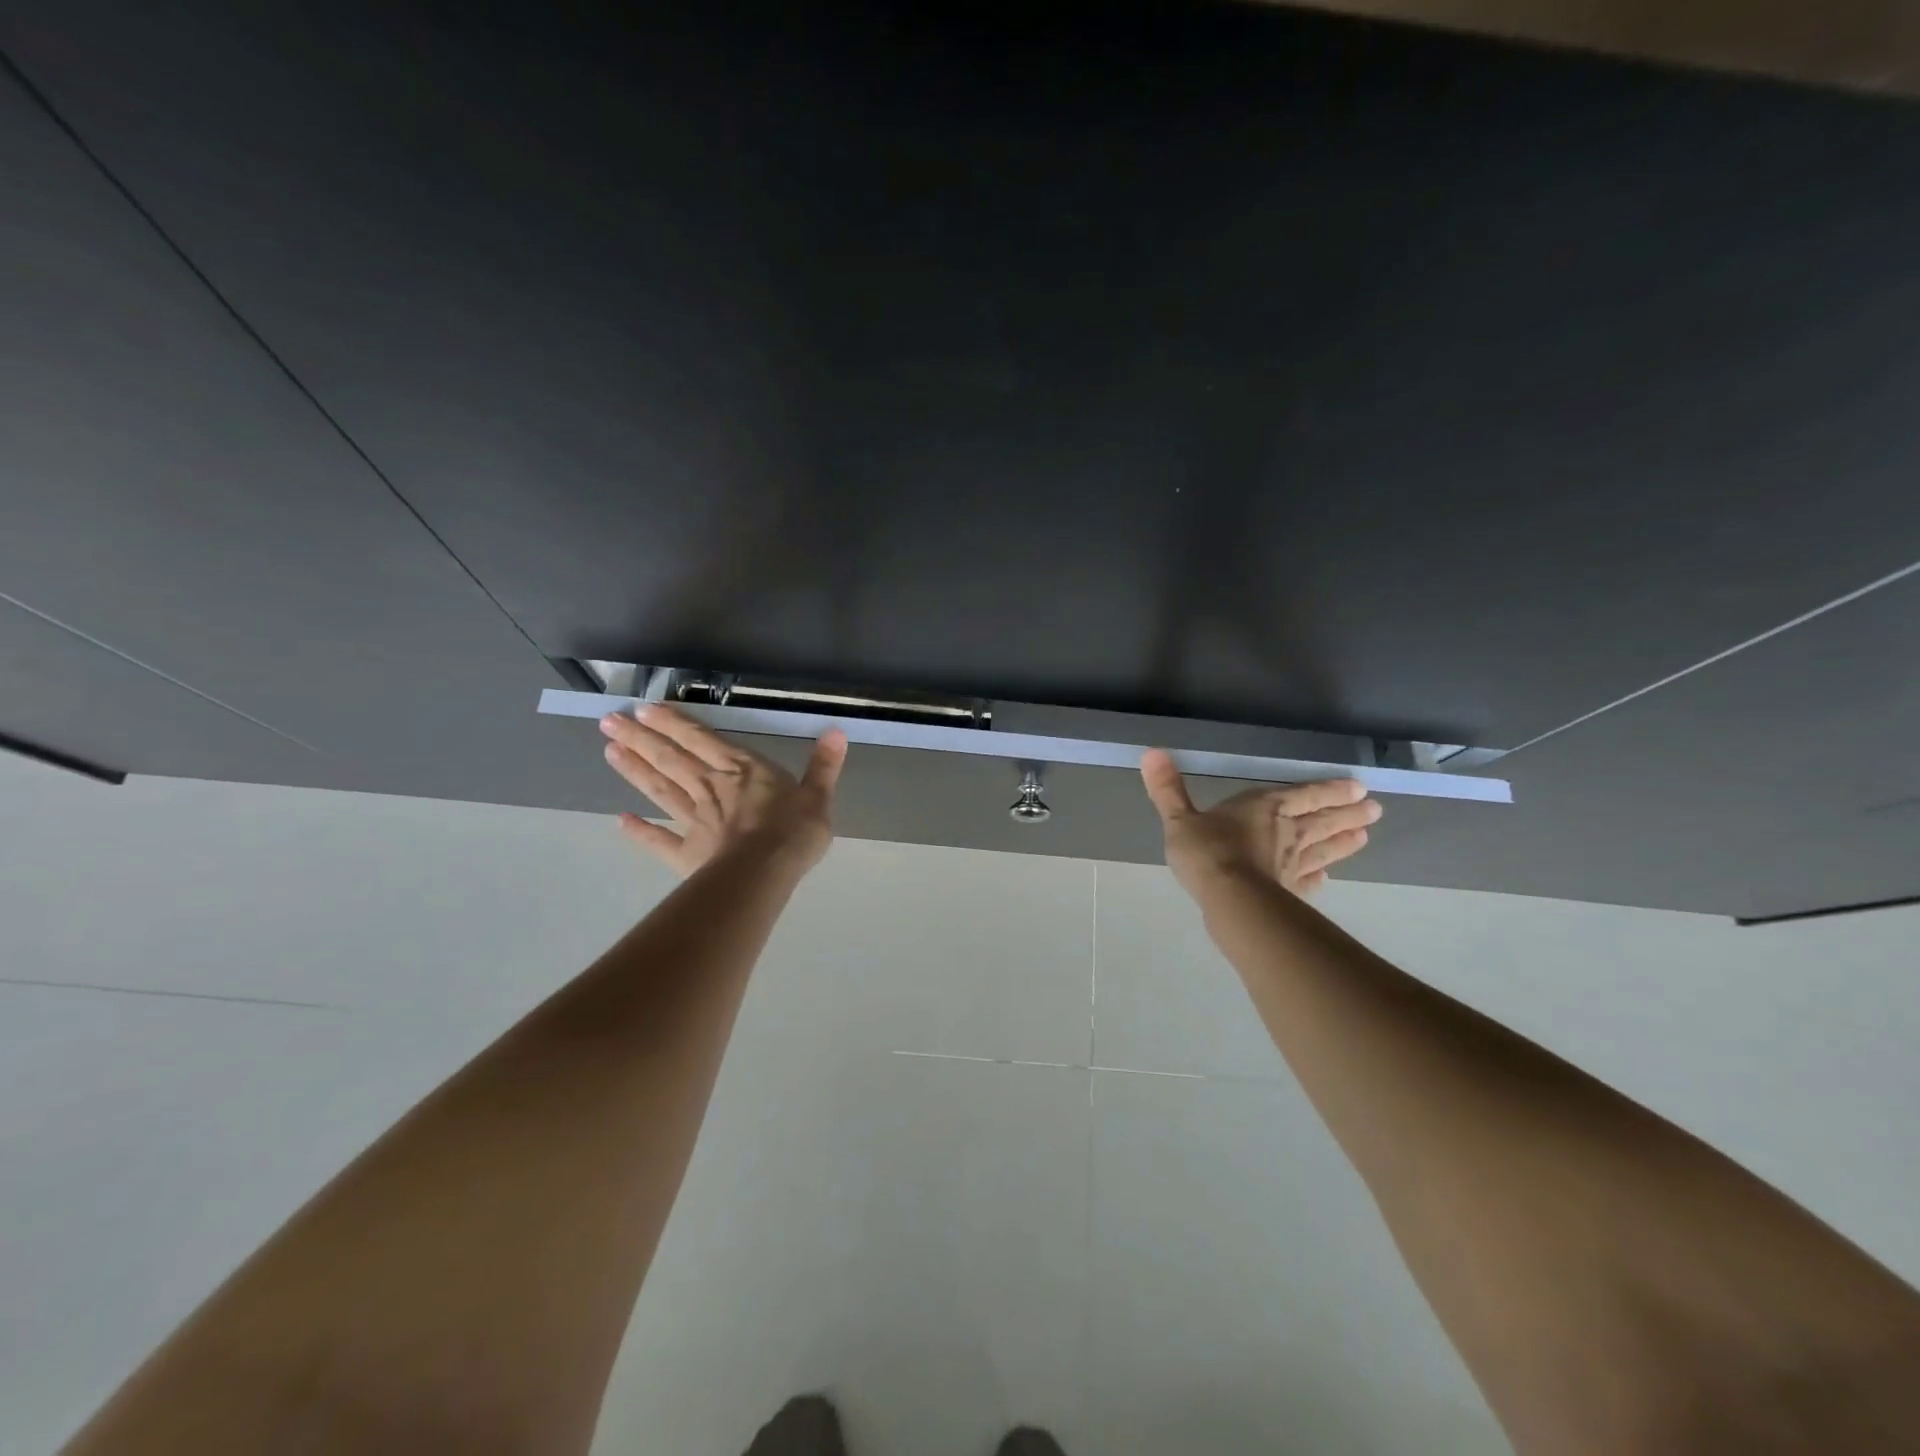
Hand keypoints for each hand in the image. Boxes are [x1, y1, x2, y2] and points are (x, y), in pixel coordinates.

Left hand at [600, 704, 847, 877]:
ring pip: (660, 790)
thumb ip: (823, 766)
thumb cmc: (793, 832)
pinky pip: (659, 840)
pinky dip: (639, 832)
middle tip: (609, 721)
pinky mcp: (687, 853)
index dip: (674, 723)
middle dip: (640, 738)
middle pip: (671, 759)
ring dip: (634, 771)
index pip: (702, 740)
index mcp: (742, 770)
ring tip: (609, 751)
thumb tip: (837, 731)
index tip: (644, 708)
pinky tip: (620, 821)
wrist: (764, 874)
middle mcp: (711, 788)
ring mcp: (695, 820)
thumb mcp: (818, 796)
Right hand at [1140, 749, 1379, 899]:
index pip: (1304, 795)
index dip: (1329, 790)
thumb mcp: (1179, 818)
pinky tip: (1326, 880)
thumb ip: (1167, 789)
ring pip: (1323, 849)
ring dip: (1343, 842)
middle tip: (1375, 810)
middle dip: (1347, 813)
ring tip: (1365, 836)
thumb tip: (1151, 752)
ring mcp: (1291, 864)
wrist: (1229, 899)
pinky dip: (1318, 878)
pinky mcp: (1288, 891)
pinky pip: (1307, 882)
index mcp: (1264, 808)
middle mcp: (1286, 832)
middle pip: (1322, 820)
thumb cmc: (1206, 851)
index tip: (1358, 787)